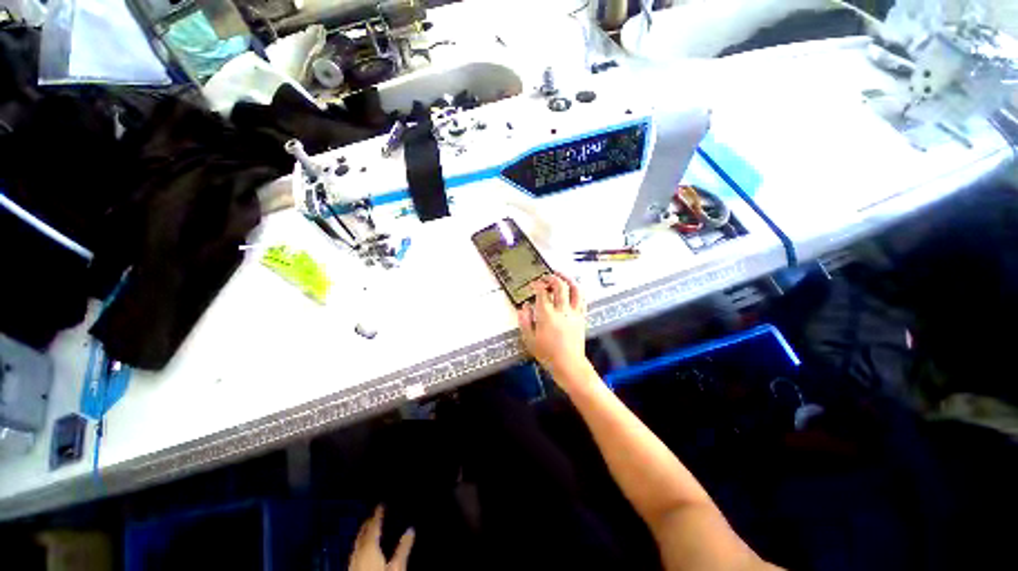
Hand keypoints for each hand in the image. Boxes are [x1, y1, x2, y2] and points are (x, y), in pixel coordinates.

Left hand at [349, 506, 414, 570]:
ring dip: (362, 534)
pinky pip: (354, 553)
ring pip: (356, 544)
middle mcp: (358, 554)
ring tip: (367, 528)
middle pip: (362, 535)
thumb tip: (411, 529)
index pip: (374, 527)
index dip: (377, 515)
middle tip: (373, 514)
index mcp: (370, 549)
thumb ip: (403, 548)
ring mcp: (352, 564)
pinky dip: (359, 545)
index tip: (380, 504)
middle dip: (367, 523)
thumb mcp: (397, 567)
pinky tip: (362, 550)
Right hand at [517, 273, 588, 375]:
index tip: (534, 284)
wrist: (568, 364)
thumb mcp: (529, 339)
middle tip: (546, 277)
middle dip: (552, 278)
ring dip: (568, 279)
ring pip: (575, 289)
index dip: (537, 285)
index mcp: (546, 315)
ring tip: (561, 275)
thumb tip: (524, 307)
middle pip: (560, 286)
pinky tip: (573, 288)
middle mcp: (562, 311)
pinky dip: (577, 291)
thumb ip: (524, 321)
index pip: (542, 292)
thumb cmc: (547, 354)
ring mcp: (574, 313)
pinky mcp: (582, 317)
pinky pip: (582, 299)